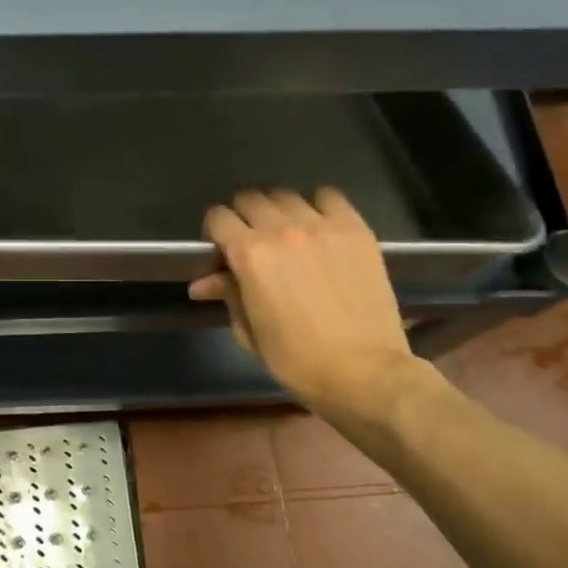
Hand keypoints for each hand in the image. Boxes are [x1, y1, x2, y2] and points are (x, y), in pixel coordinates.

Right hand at [189, 188, 419, 417]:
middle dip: (243, 216)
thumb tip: (203, 282)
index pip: (218, 217)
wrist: (364, 372)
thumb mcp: (250, 332)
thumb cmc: (297, 361)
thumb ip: (227, 295)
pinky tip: (319, 225)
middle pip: (250, 198)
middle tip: (251, 240)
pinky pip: (329, 196)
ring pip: (286, 195)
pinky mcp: (355, 229)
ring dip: (278, 209)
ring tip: (287, 232)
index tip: (221, 249)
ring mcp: (322, 225)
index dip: (215, 231)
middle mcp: (282, 229)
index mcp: (249, 255)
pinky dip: (318, 205)